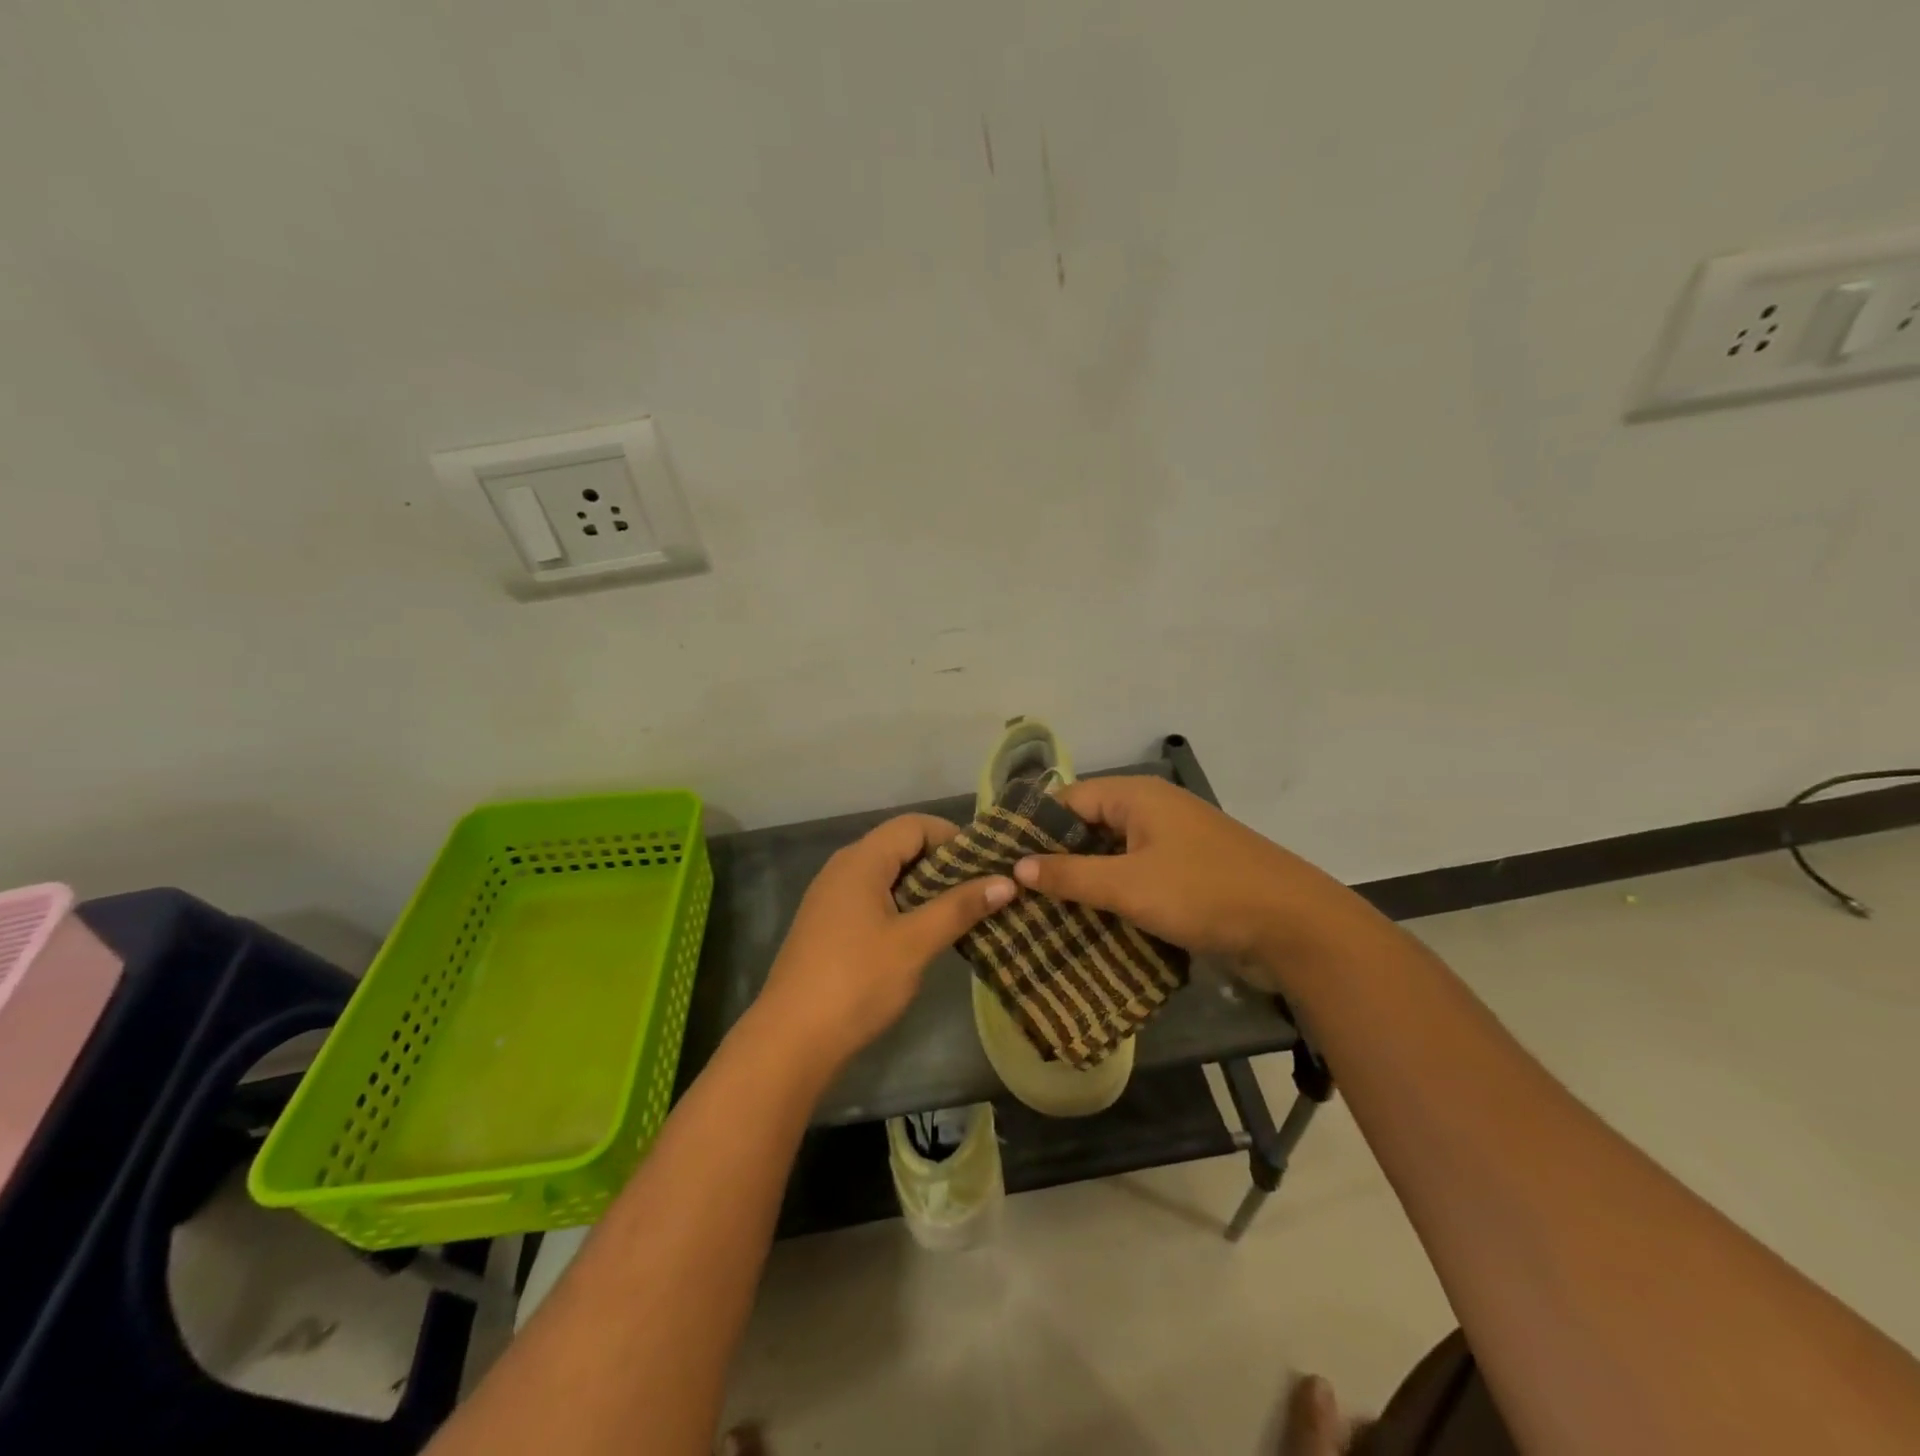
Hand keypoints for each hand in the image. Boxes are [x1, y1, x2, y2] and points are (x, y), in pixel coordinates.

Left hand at [754, 814, 1014, 1069]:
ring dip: (925, 888)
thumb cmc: (857, 982)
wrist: (790, 1040)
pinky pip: (873, 898)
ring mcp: (832, 897)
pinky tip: (925, 934)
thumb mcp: (915, 943)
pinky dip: (904, 906)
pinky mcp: (829, 925)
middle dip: (943, 864)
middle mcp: (843, 868)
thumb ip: (960, 907)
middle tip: (982, 890)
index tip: (986, 865)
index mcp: (861, 860)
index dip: (953, 837)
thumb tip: (1007, 881)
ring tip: (962, 913)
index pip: (914, 825)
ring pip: (888, 875)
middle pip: (900, 846)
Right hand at [1010, 776, 1382, 990]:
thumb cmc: (1203, 893)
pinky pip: (1136, 875)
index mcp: (1136, 796)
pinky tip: (1090, 923)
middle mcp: (1152, 810)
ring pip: (1112, 855)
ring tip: (1043, 912)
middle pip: (1089, 827)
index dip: (1034, 828)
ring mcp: (1172, 842)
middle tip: (1017, 892)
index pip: (1068, 799)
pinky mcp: (1187, 873)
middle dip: (1056, 859)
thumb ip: (1070, 875)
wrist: (1293, 926)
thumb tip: (1019, 866)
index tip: (1002, 860)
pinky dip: (1114, 894)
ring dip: (1085, 881)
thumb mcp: (1128, 885)